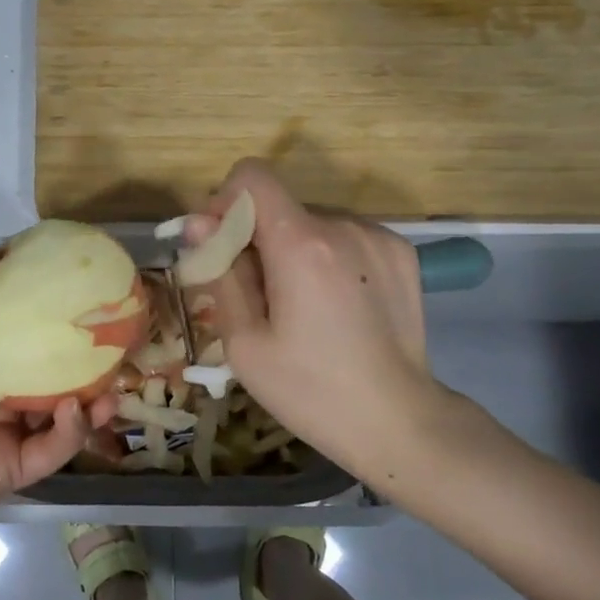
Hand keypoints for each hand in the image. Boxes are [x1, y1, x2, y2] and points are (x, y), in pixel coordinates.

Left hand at [0, 248, 109, 561]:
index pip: (18, 321)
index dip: (48, 305)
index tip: (83, 287)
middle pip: (50, 366)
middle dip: (84, 355)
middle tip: (118, 341)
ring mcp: (4, 429)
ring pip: (62, 410)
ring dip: (91, 397)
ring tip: (115, 384)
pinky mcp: (12, 470)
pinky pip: (52, 450)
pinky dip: (70, 432)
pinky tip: (76, 413)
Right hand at [194, 160, 445, 489]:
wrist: (398, 422)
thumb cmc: (309, 390)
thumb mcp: (244, 342)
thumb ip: (220, 272)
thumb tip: (199, 224)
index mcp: (301, 243)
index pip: (251, 177)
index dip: (226, 203)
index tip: (224, 246)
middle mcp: (343, 225)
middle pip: (280, 205)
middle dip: (258, 236)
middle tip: (258, 294)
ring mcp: (378, 235)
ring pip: (311, 221)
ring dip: (293, 247)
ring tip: (302, 305)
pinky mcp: (401, 251)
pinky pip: (345, 235)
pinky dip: (328, 256)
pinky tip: (336, 303)